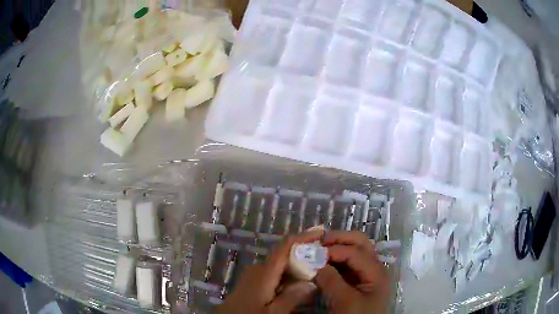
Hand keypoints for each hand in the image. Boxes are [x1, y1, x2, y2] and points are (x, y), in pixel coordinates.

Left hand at [217, 230, 322, 313]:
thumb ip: (291, 298)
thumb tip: (311, 283)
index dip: (303, 237)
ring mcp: (254, 274)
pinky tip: (297, 284)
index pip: (285, 247)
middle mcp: (258, 268)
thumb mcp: (272, 313)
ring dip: (297, 265)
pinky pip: (274, 273)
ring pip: (280, 265)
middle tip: (324, 257)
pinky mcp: (253, 281)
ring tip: (315, 270)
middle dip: (304, 253)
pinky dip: (288, 275)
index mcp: (264, 272)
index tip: (321, 232)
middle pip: (284, 255)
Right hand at [315, 231, 388, 313]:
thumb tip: (315, 261)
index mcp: (376, 271)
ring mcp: (365, 274)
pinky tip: (321, 263)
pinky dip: (334, 260)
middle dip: (338, 239)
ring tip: (317, 249)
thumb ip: (331, 280)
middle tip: (317, 241)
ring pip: (353, 251)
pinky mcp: (356, 281)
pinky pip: (346, 264)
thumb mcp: (345, 301)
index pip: (355, 251)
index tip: (312, 252)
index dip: (333, 249)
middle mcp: (373, 267)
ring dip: (336, 247)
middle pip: (359, 243)